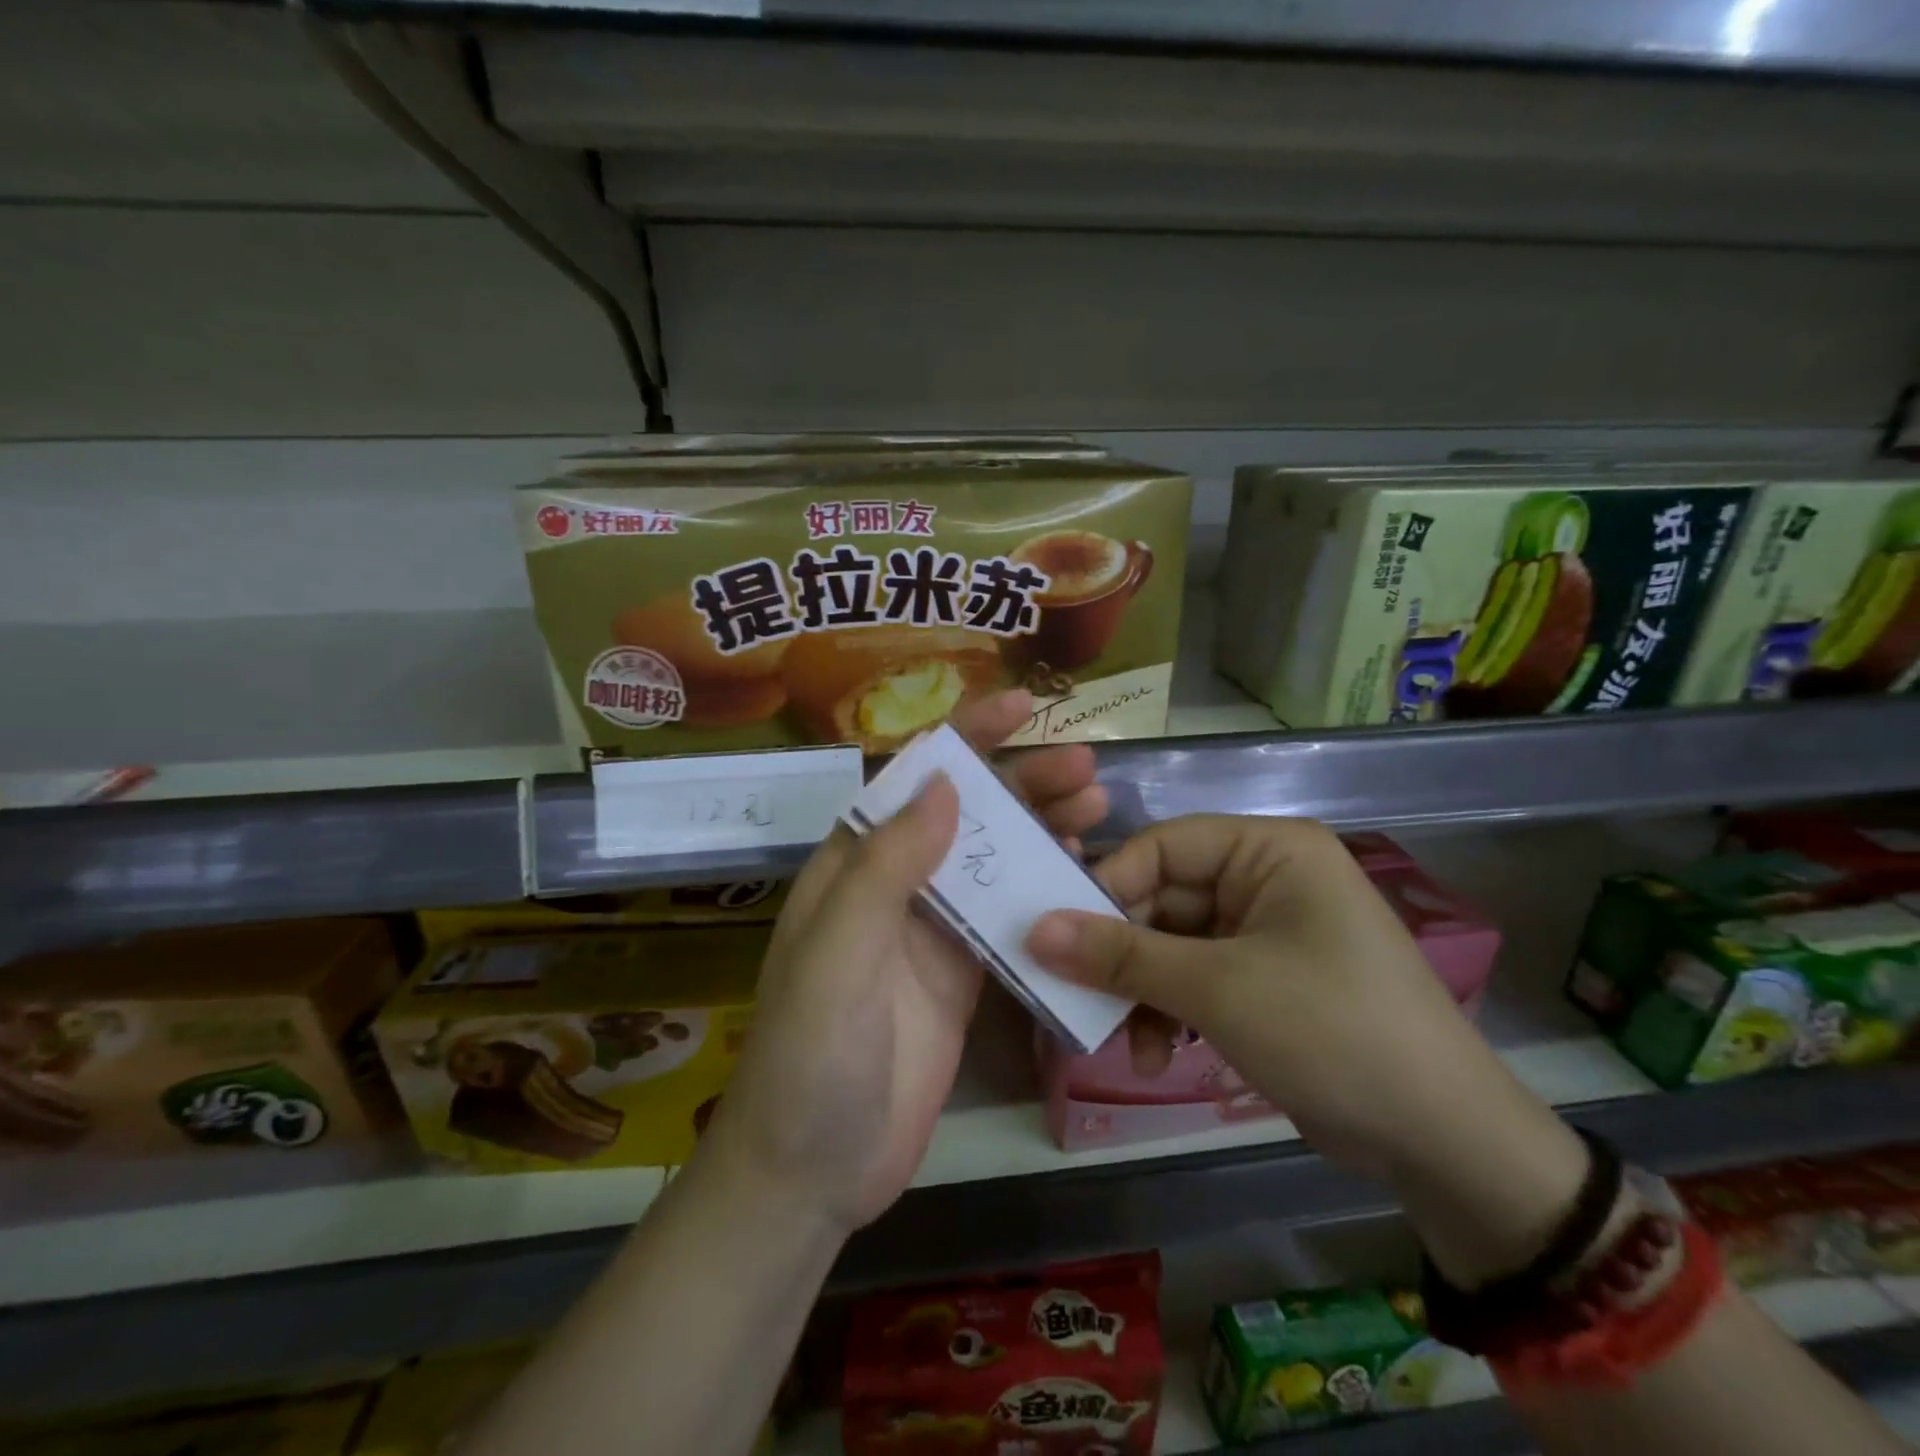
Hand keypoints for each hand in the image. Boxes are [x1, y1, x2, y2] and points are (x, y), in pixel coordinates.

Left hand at [702, 691, 1107, 1235]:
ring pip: (993, 861)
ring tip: (1099, 811)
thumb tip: (944, 784)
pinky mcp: (962, 975)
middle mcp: (893, 885)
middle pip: (964, 815)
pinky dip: (1044, 891)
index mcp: (852, 865)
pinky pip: (1009, 917)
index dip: (964, 737)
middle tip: (1085, 771)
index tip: (1020, 707)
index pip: (911, 780)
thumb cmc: (811, 1057)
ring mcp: (931, 931)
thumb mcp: (836, 955)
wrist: (814, 1170)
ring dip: (1042, 830)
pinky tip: (1084, 876)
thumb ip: (885, 869)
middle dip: (1021, 784)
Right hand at [1026, 815, 1588, 1283]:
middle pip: (1162, 898)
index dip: (1106, 887)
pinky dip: (1169, 1011)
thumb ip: (1122, 956)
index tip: (1056, 935)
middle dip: (1122, 954)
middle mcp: (1265, 878)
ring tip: (1122, 1043)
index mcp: (1268, 850)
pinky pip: (1194, 977)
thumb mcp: (1217, 989)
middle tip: (1075, 996)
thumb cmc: (1331, 1032)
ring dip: (1141, 991)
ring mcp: (1264, 930)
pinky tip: (1157, 1055)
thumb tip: (1034, 930)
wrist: (1444, 1143)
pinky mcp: (1263, 979)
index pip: (1160, 846)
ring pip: (1171, 944)